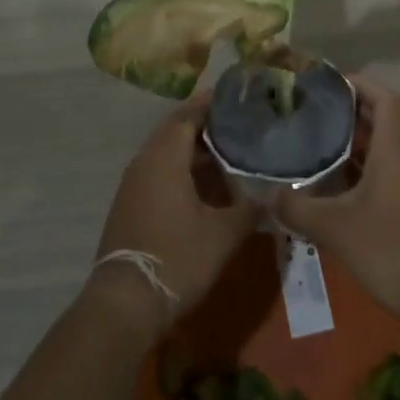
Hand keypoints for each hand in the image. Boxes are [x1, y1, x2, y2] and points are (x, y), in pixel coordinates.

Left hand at [91, 96, 258, 333]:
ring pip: (166, 152)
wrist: (125, 302)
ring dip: (193, 149)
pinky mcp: (130, 203)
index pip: (189, 114)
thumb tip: (274, 195)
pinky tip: (203, 185)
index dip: (211, 103)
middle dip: (205, 124)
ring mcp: (134, 182)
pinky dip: (181, 168)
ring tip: (227, 151)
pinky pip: (158, 171)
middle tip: (237, 123)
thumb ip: (249, 209)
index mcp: (165, 156)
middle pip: (176, 130)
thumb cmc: (177, 257)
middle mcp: (146, 160)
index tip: (235, 97)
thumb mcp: (223, 235)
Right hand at [274, 78, 399, 328]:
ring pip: (379, 145)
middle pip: (377, 117)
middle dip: (344, 109)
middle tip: (307, 109)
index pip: (380, 95)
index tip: (322, 84)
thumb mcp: (335, 228)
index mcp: (394, 146)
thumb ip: (297, 207)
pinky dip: (357, 165)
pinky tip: (329, 181)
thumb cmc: (391, 249)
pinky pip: (382, 169)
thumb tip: (267, 194)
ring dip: (349, 139)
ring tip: (310, 138)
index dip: (355, 83)